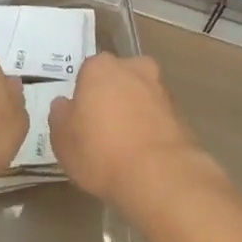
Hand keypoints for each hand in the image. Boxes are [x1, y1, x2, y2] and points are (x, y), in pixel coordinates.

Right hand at [48, 53, 215, 212]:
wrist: (159, 175)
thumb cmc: (101, 151)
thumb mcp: (62, 139)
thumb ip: (60, 115)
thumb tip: (64, 104)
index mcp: (100, 67)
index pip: (86, 74)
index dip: (82, 98)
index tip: (81, 121)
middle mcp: (133, 67)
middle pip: (117, 79)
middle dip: (111, 98)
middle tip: (103, 131)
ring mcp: (160, 88)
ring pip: (140, 96)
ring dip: (134, 113)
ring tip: (125, 147)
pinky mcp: (180, 112)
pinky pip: (157, 116)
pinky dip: (151, 129)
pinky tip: (144, 155)